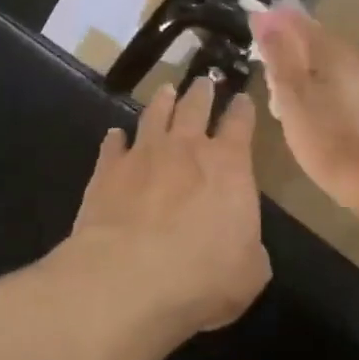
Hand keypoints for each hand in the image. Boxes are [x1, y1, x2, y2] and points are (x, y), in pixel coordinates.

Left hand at [55, 79, 270, 340]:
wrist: (128, 277)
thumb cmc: (202, 276)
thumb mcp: (249, 273)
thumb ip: (251, 251)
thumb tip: (247, 247)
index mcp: (229, 165)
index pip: (240, 124)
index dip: (242, 109)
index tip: (242, 98)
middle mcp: (186, 148)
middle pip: (195, 107)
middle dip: (202, 92)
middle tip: (203, 82)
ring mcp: (143, 154)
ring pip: (154, 115)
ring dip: (162, 101)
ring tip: (166, 91)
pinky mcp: (107, 170)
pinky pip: (113, 145)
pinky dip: (116, 139)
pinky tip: (115, 136)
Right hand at [250, 5, 358, 215]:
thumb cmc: (331, 141)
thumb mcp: (293, 98)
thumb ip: (279, 57)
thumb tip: (265, 16)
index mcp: (334, 52)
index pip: (299, 21)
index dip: (274, 19)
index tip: (251, 23)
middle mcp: (355, 60)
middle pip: (315, 41)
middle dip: (287, 43)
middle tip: (261, 56)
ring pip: (327, 64)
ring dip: (301, 68)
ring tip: (279, 87)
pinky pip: (338, 84)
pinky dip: (317, 87)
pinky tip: (308, 108)